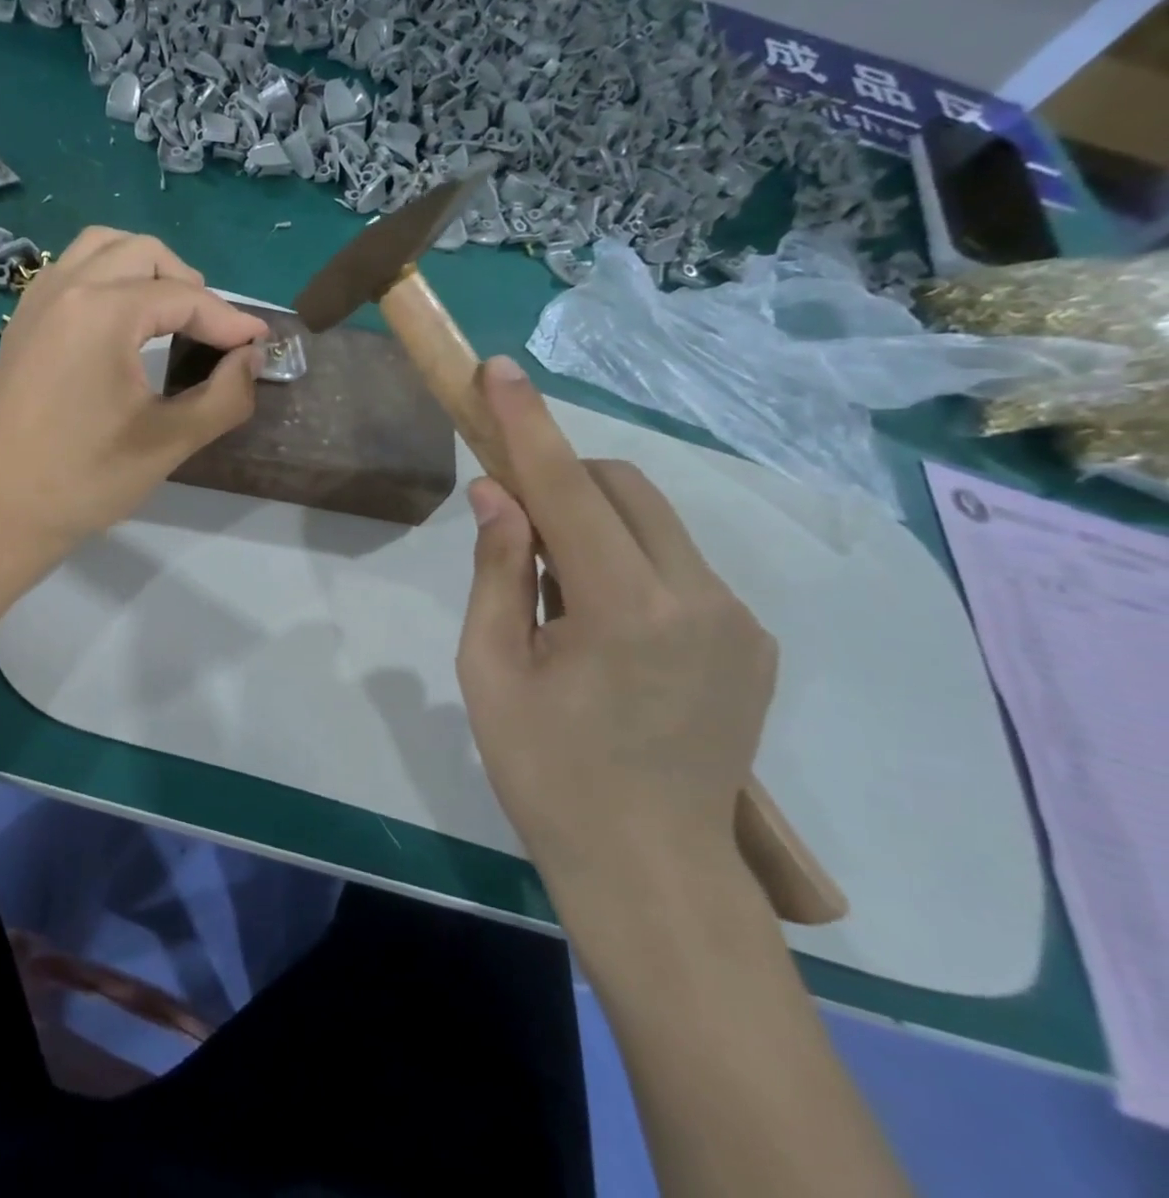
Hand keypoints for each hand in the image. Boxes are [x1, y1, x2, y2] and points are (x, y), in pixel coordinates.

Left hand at [0, 228, 267, 553]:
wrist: (2, 511)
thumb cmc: (87, 479)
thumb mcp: (170, 441)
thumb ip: (225, 395)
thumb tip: (251, 358)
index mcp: (102, 312)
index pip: (183, 297)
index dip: (229, 320)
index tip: (260, 345)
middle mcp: (66, 289)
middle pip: (142, 253)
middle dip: (188, 283)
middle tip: (212, 330)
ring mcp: (37, 302)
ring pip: (101, 249)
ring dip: (144, 269)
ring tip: (170, 314)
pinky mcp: (22, 323)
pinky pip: (71, 271)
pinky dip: (107, 279)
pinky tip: (121, 324)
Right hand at [454, 357, 777, 896]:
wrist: (652, 872)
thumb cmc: (547, 773)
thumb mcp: (491, 671)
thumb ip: (497, 572)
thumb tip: (497, 494)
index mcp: (626, 610)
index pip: (570, 488)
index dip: (528, 424)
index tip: (499, 370)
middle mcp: (699, 598)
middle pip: (623, 488)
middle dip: (563, 477)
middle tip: (513, 519)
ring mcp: (737, 618)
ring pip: (654, 523)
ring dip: (594, 523)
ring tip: (555, 593)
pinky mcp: (751, 640)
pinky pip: (677, 565)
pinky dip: (627, 560)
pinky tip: (602, 625)